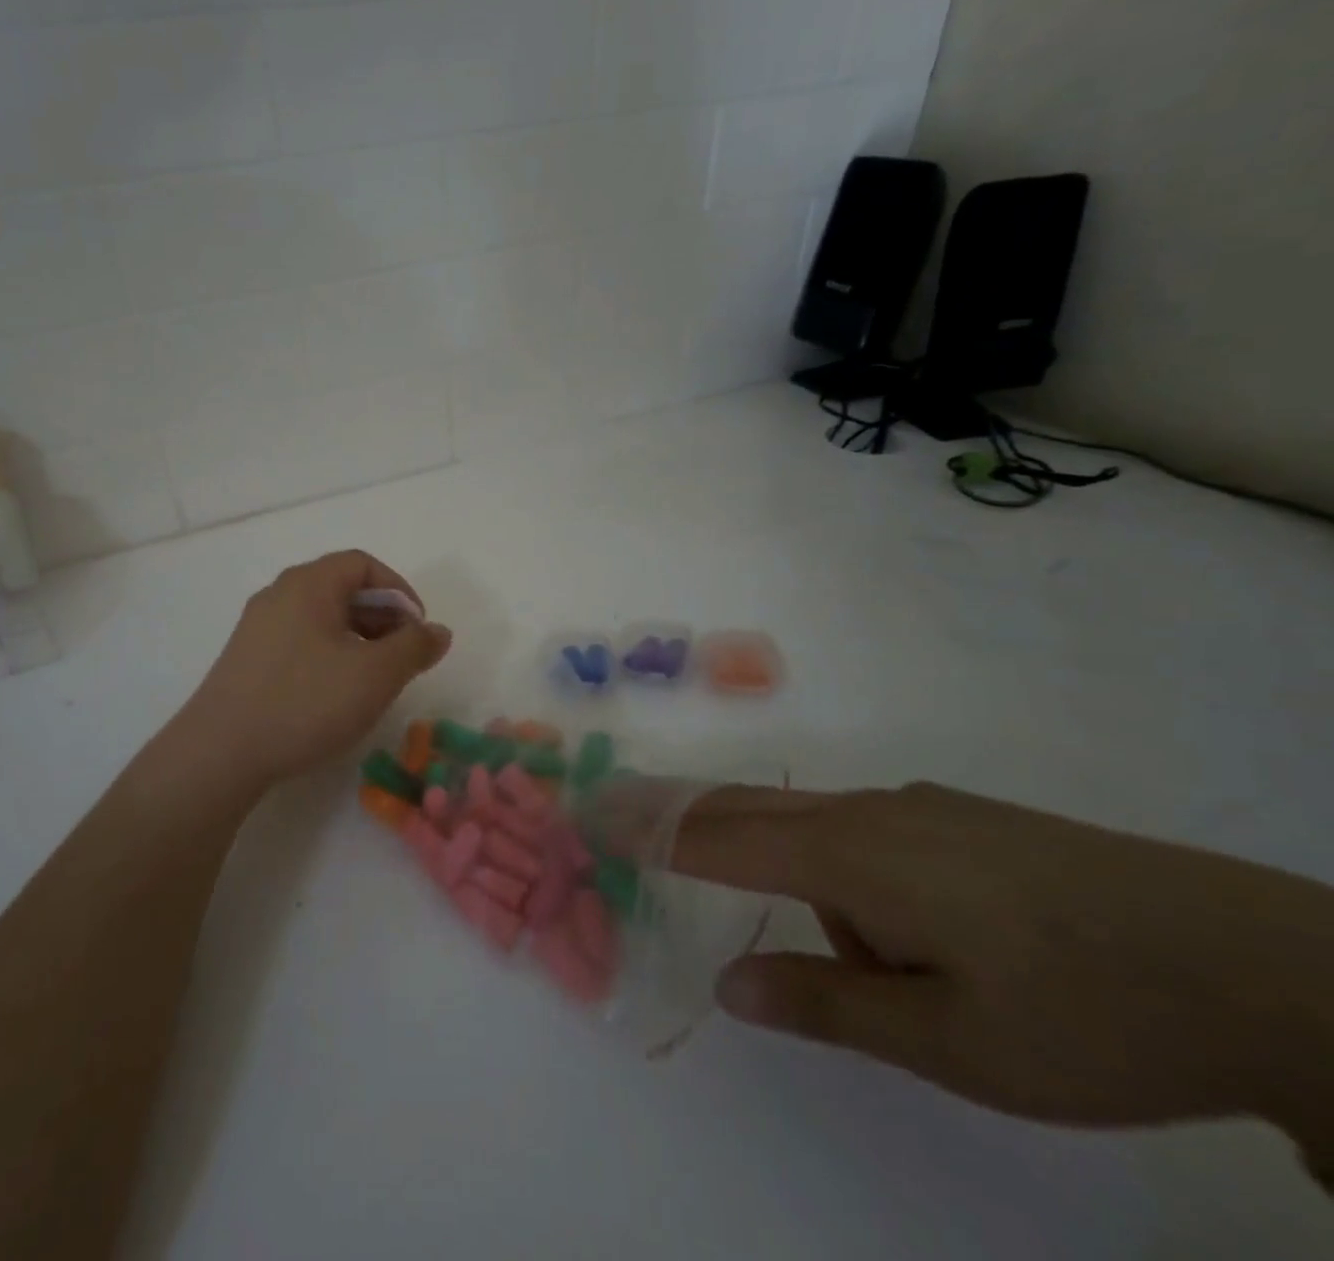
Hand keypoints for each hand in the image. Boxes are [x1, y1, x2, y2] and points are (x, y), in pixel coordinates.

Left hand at [173, 550, 450, 792]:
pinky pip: (298, 640)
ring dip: (356, 638)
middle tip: (402, 656)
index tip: (418, 629)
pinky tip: (334, 693)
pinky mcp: (245, 659)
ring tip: (373, 678)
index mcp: (308, 583)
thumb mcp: (374, 675)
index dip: (399, 590)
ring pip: (320, 617)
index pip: (362, 564)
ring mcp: (257, 626)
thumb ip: (413, 647)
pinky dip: (328, 654)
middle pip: (341, 588)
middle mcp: (279, 594)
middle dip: (381, 617)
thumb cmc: (305, 702)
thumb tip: (437, 631)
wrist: (220, 752)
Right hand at [674, 782, 1333, 1166]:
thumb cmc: (1083, 1010)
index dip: (651, 827)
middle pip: (747, 806)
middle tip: (622, 810)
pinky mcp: (957, 819)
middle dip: (679, 810)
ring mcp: (917, 808)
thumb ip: (827, 1002)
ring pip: (813, 827)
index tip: (592, 810)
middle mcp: (869, 813)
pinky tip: (907, 926)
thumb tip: (731, 981)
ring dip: (790, 870)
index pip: (719, 837)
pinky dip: (836, 865)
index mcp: (851, 857)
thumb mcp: (951, 1040)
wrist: (1255, 962)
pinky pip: (863, 831)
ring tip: (882, 968)